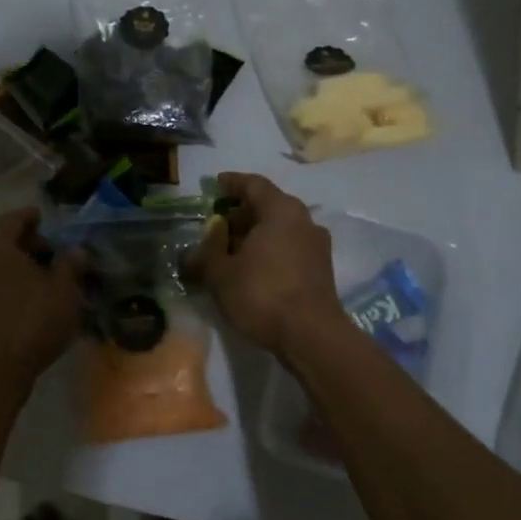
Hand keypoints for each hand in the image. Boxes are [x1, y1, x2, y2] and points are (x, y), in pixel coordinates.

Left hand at [0, 208, 84, 393]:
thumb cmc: (30, 322)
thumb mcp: (64, 292)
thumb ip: (71, 265)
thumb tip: (76, 249)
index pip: (17, 217)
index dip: (37, 219)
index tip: (51, 225)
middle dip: (24, 241)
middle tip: (49, 252)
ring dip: (11, 262)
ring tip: (37, 276)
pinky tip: (20, 295)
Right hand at [194, 173, 347, 354]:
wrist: (311, 336)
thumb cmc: (263, 294)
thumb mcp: (221, 274)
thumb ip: (207, 253)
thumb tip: (199, 246)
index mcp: (281, 210)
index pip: (254, 185)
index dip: (232, 183)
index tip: (217, 184)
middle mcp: (303, 220)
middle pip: (269, 205)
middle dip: (241, 213)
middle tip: (218, 224)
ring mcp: (316, 245)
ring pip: (280, 228)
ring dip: (255, 234)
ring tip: (231, 250)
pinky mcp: (321, 269)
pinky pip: (290, 247)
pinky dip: (270, 250)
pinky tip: (252, 268)